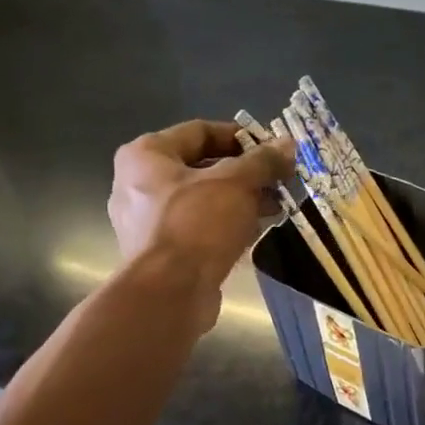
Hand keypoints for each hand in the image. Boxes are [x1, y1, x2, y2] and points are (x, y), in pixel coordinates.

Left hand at [108, 120, 294, 313]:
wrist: (170, 293)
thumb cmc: (197, 224)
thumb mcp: (236, 183)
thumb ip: (263, 161)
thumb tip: (287, 145)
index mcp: (145, 155)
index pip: (199, 131)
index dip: (240, 137)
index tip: (272, 149)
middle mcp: (137, 184)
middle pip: (200, 168)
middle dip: (244, 174)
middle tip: (278, 181)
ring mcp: (146, 222)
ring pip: (201, 201)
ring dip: (239, 201)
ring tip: (274, 207)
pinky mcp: (160, 253)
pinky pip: (197, 228)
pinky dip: (224, 226)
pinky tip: (254, 232)